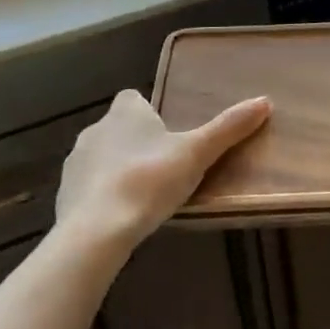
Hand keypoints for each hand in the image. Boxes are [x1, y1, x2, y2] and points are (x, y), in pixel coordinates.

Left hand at [54, 89, 269, 253]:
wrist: (96, 231)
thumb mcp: (197, 153)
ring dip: (118, 168)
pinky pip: (88, 187)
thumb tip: (265, 101)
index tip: (167, 132)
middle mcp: (95, 129)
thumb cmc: (150, 181)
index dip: (149, 111)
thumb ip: (229, 128)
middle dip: (136, 142)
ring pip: (101, 157)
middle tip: (164, 166)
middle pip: (118, 127)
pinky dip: (102, 195)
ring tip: (145, 194)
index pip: (133, 98)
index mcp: (125, 113)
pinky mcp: (64, 195)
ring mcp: (75, 163)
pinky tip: (121, 216)